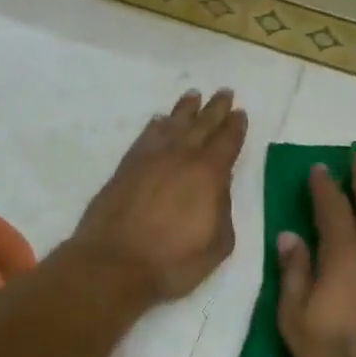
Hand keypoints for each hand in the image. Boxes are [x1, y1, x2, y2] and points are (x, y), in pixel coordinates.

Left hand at [71, 89, 248, 302]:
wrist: (114, 264)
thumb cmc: (174, 261)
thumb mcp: (218, 244)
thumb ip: (223, 211)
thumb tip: (217, 191)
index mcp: (209, 174)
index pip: (227, 142)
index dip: (235, 126)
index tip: (240, 112)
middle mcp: (180, 157)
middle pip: (202, 125)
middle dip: (215, 108)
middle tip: (224, 92)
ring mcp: (150, 159)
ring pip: (172, 125)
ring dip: (185, 110)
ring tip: (193, 96)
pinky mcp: (125, 168)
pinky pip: (145, 137)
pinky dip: (155, 126)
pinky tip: (159, 121)